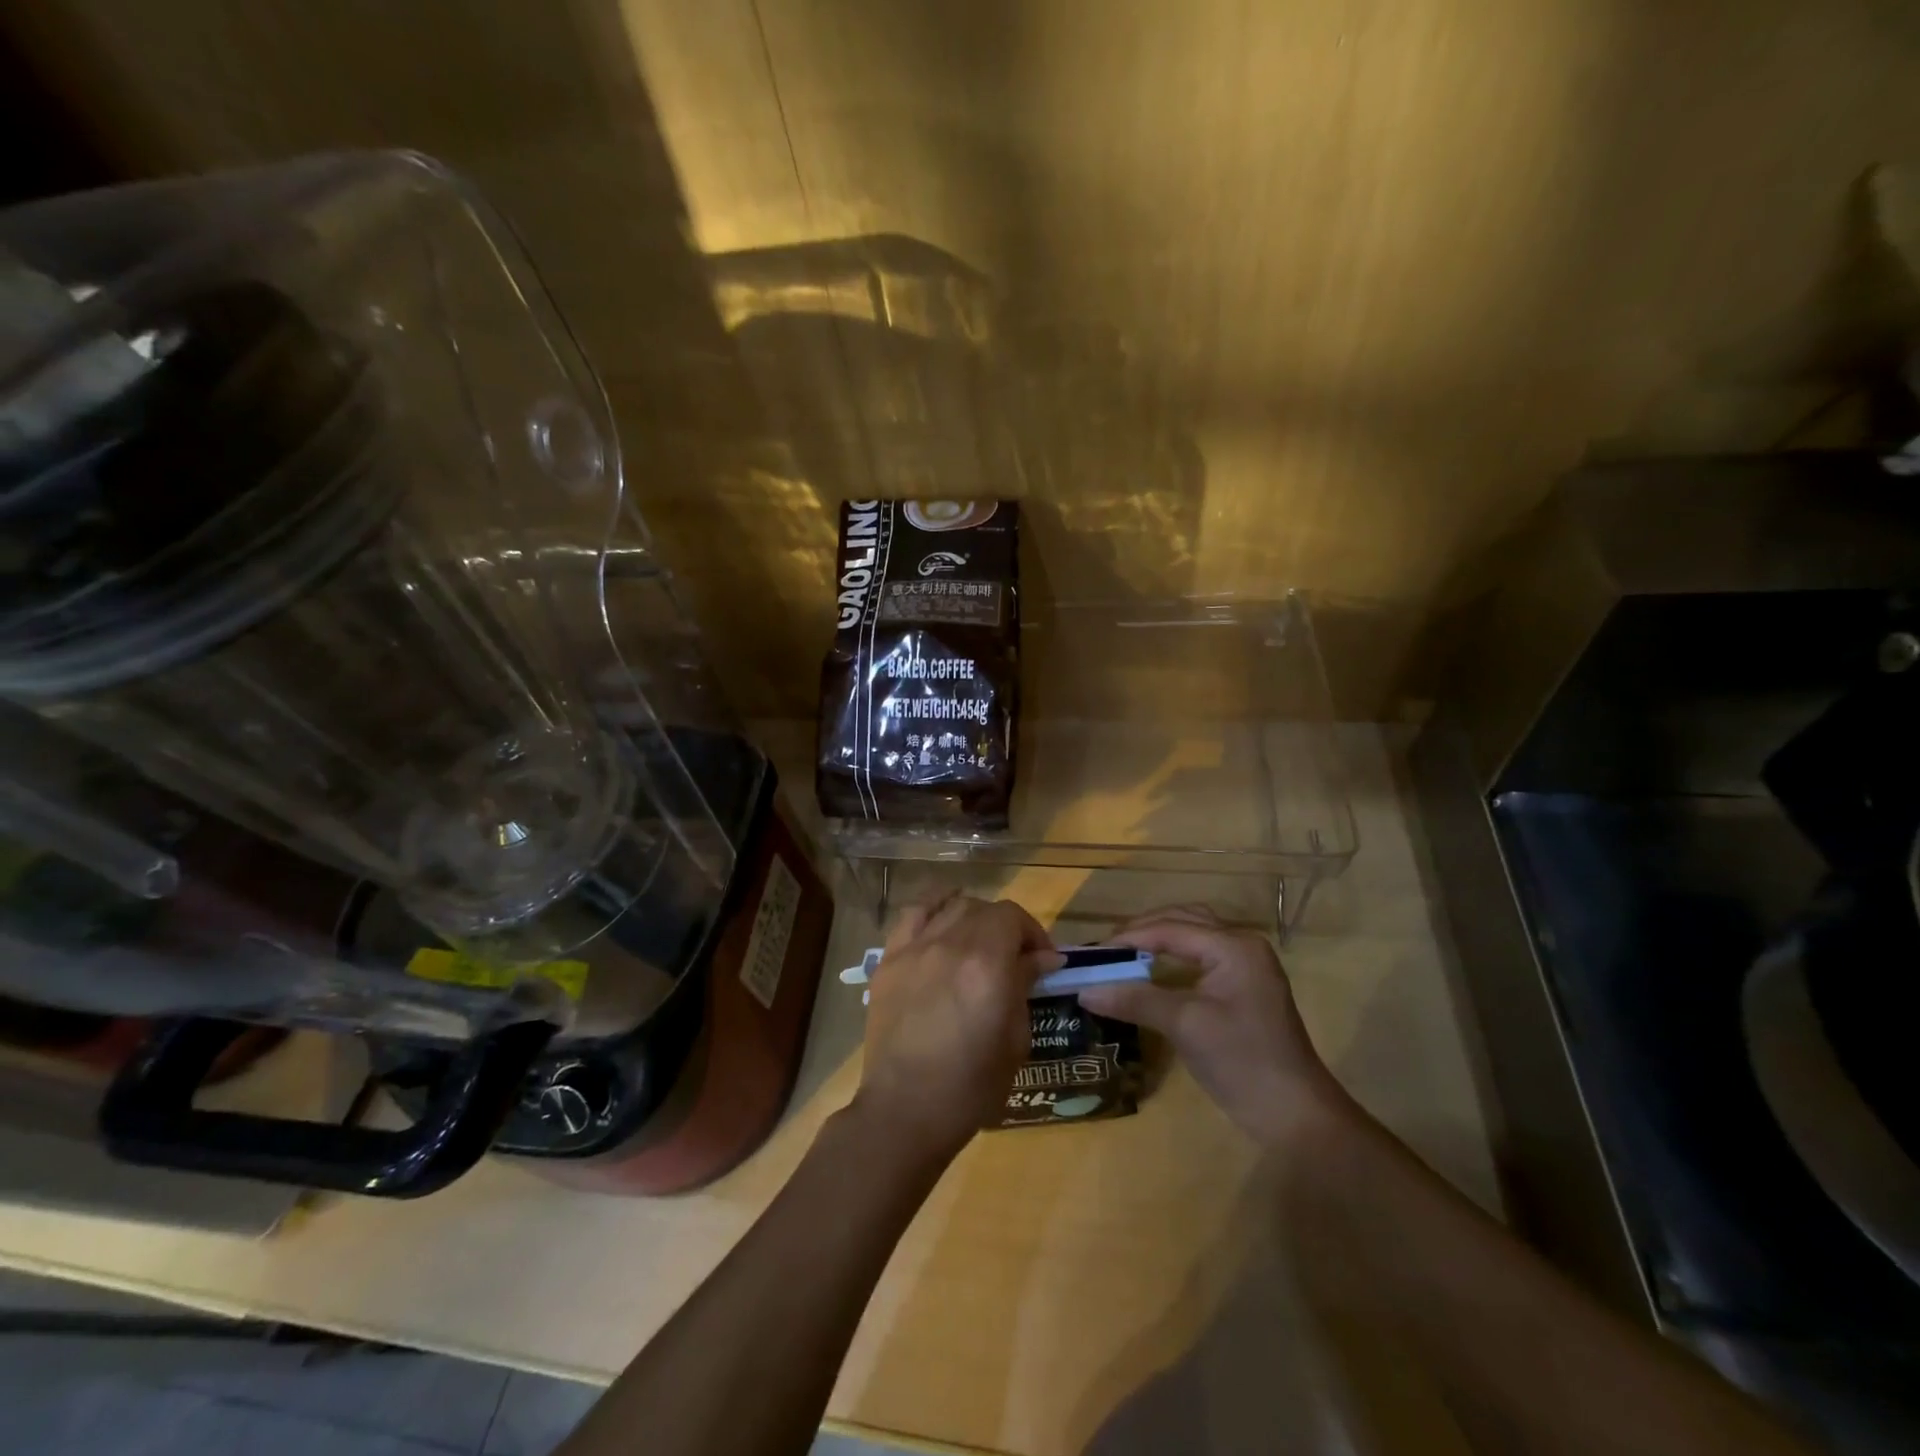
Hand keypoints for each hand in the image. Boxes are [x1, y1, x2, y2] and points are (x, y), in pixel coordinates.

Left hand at [852, 894, 1061, 1163]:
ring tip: (979, 942)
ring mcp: (915, 948)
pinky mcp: (889, 959)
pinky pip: (913, 914)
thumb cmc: (971, 1086)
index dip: (1033, 933)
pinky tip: (943, 922)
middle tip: (1014, 956)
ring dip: (974, 917)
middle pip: (984, 909)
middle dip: (1007, 927)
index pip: (1013, 918)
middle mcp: (950, 944)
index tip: (1043, 960)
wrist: (905, 1109)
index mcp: (987, 965)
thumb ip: (1025, 986)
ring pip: (951, 906)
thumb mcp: (1015, 1039)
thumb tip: (1041, 958)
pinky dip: (934, 909)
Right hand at [1077, 906, 1350, 1147]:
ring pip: (1193, 936)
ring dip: (1158, 939)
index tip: (1091, 953)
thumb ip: (1134, 999)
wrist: (1296, 1115)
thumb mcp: (1184, 1025)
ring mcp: (1246, 966)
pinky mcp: (1244, 988)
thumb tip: (1084, 990)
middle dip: (1142, 930)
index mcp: (1233, 946)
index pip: (1170, 928)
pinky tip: (1151, 971)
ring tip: (1123, 954)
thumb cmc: (1242, 1061)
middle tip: (1105, 949)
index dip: (1128, 938)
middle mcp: (1242, 945)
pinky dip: (1173, 958)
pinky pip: (1201, 957)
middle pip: (1183, 921)